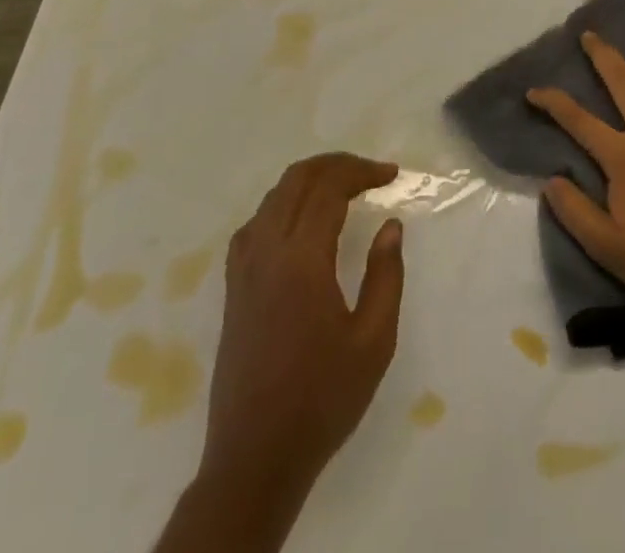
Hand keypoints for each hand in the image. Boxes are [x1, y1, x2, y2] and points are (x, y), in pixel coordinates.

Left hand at [185, 154, 404, 544]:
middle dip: (336, 165)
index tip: (392, 175)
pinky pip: (256, 223)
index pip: (329, 189)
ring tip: (343, 188)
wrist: (255, 458)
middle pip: (297, 180)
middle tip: (371, 173)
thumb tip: (390, 225)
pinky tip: (299, 222)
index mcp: (301, 260)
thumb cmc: (322, 399)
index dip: (362, 172)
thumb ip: (386, 275)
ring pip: (273, 197)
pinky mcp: (233, 287)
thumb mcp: (373, 341)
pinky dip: (282, 204)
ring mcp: (243, 268)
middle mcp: (266, 252)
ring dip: (309, 180)